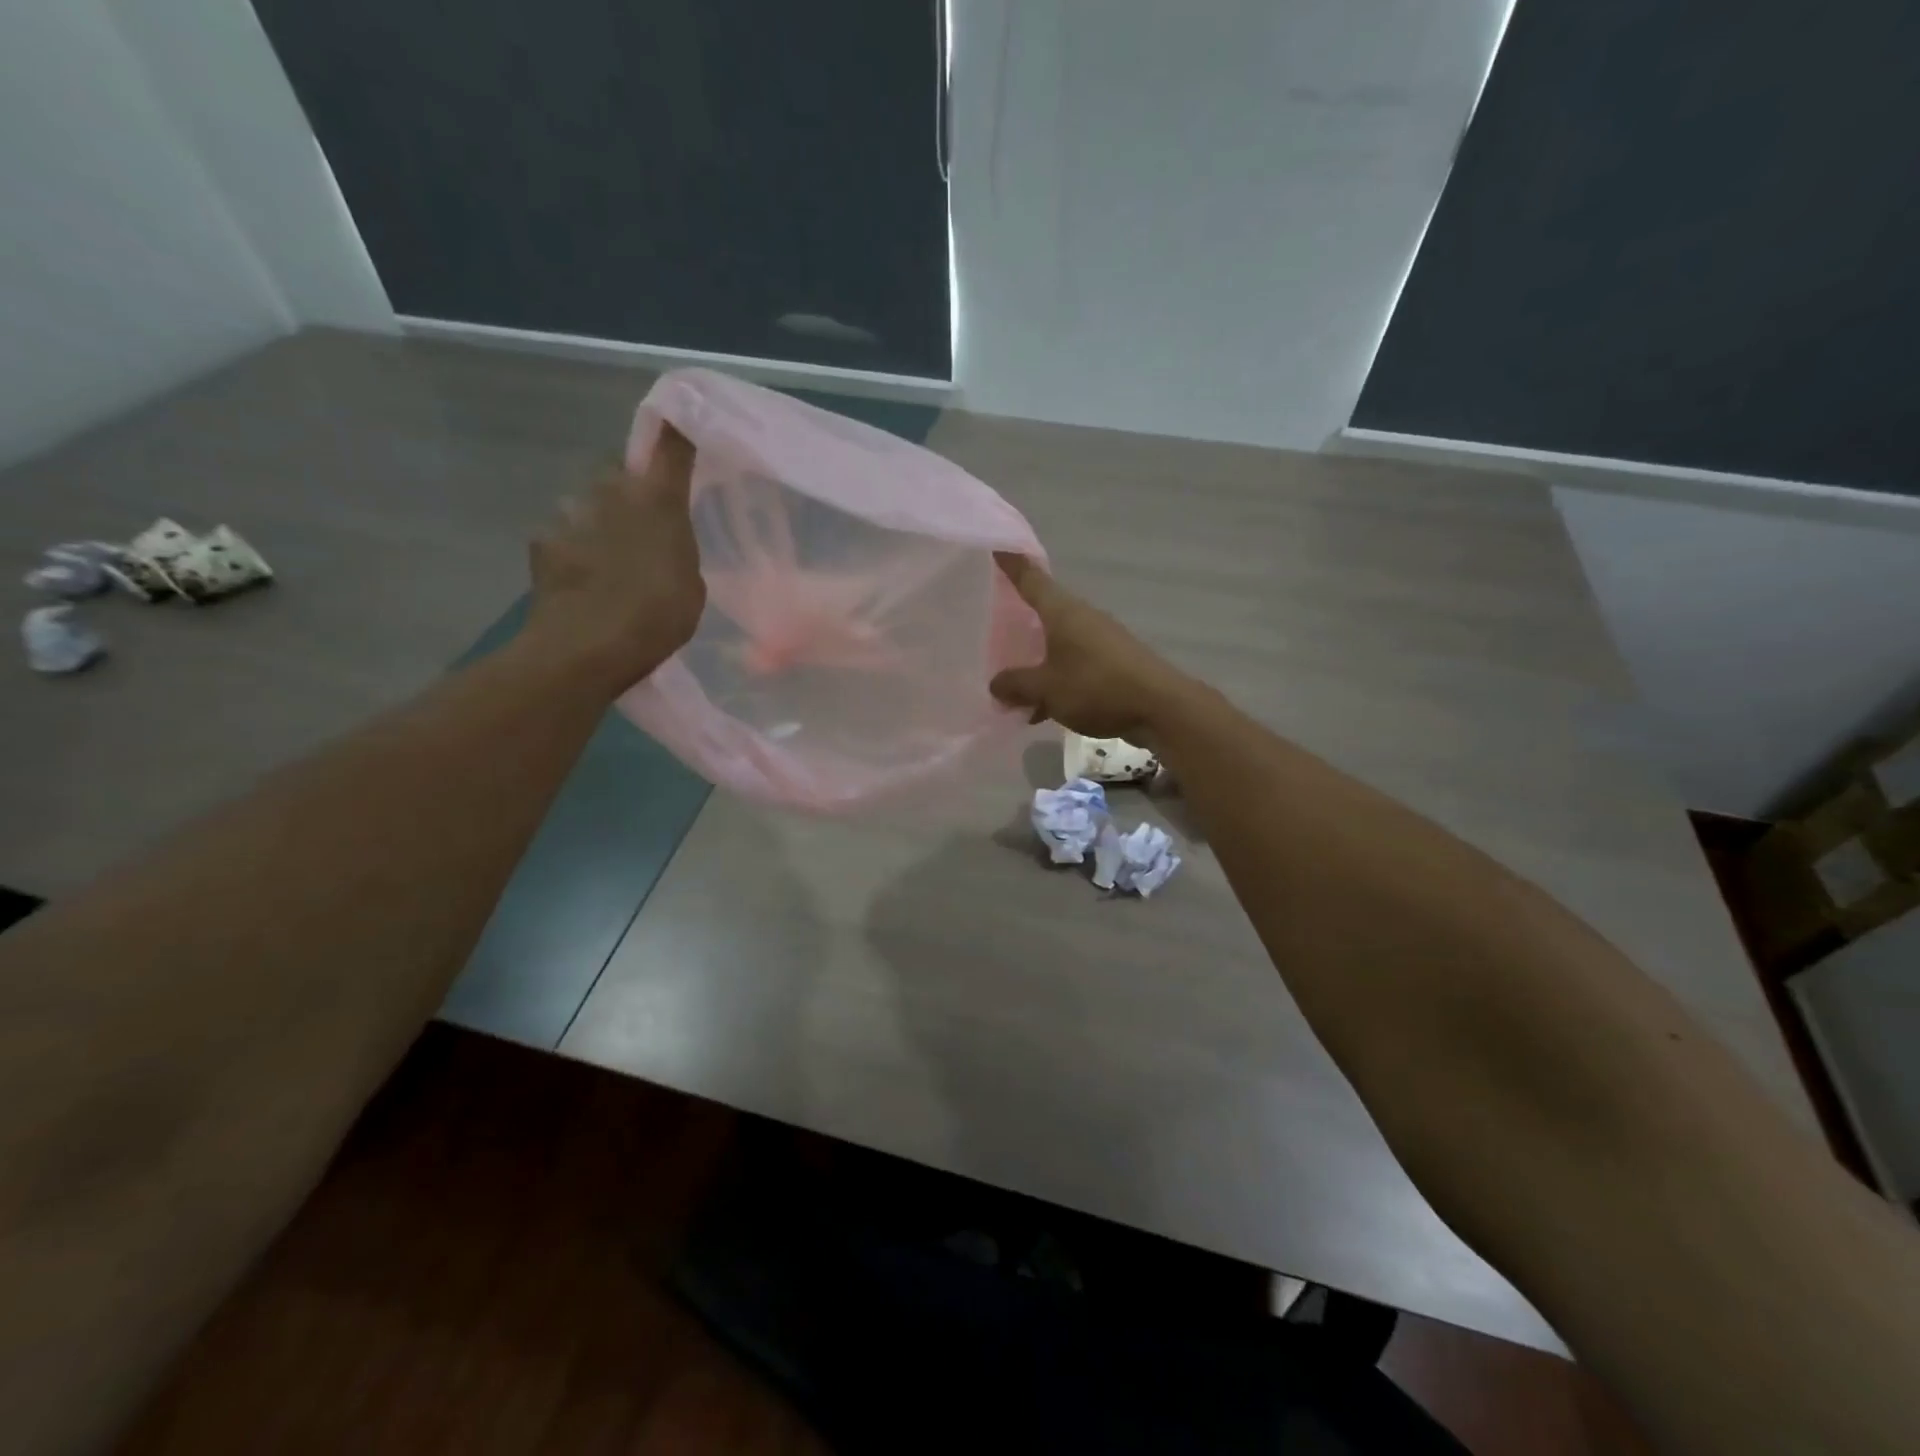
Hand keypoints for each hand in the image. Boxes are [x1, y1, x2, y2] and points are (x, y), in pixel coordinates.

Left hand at [524, 426, 704, 694]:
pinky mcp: (541, 539)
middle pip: (620, 472)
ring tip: (612, 561)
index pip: (670, 445)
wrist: (584, 648)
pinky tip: (585, 579)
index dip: (677, 431)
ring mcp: (570, 512)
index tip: (683, 425)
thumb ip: (677, 549)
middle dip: (631, 489)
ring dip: (600, 520)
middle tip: (645, 524)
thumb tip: (660, 539)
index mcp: (657, 500)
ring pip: (590, 502)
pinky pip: (566, 532)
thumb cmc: (656, 617)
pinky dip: (575, 547)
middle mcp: (611, 491)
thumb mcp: (692, 585)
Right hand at [989, 553, 1190, 741]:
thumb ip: (1016, 684)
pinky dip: (1055, 679)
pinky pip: (1073, 664)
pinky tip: (1041, 708)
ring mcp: (1101, 639)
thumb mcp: (1046, 688)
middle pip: (1045, 611)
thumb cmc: (1096, 687)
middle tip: (991, 622)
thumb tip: (995, 683)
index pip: (1032, 579)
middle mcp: (1082, 617)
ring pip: (1058, 642)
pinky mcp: (1113, 663)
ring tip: (1011, 681)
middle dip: (1019, 618)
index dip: (1013, 564)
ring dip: (1036, 658)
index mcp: (1063, 612)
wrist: (1160, 708)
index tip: (997, 547)